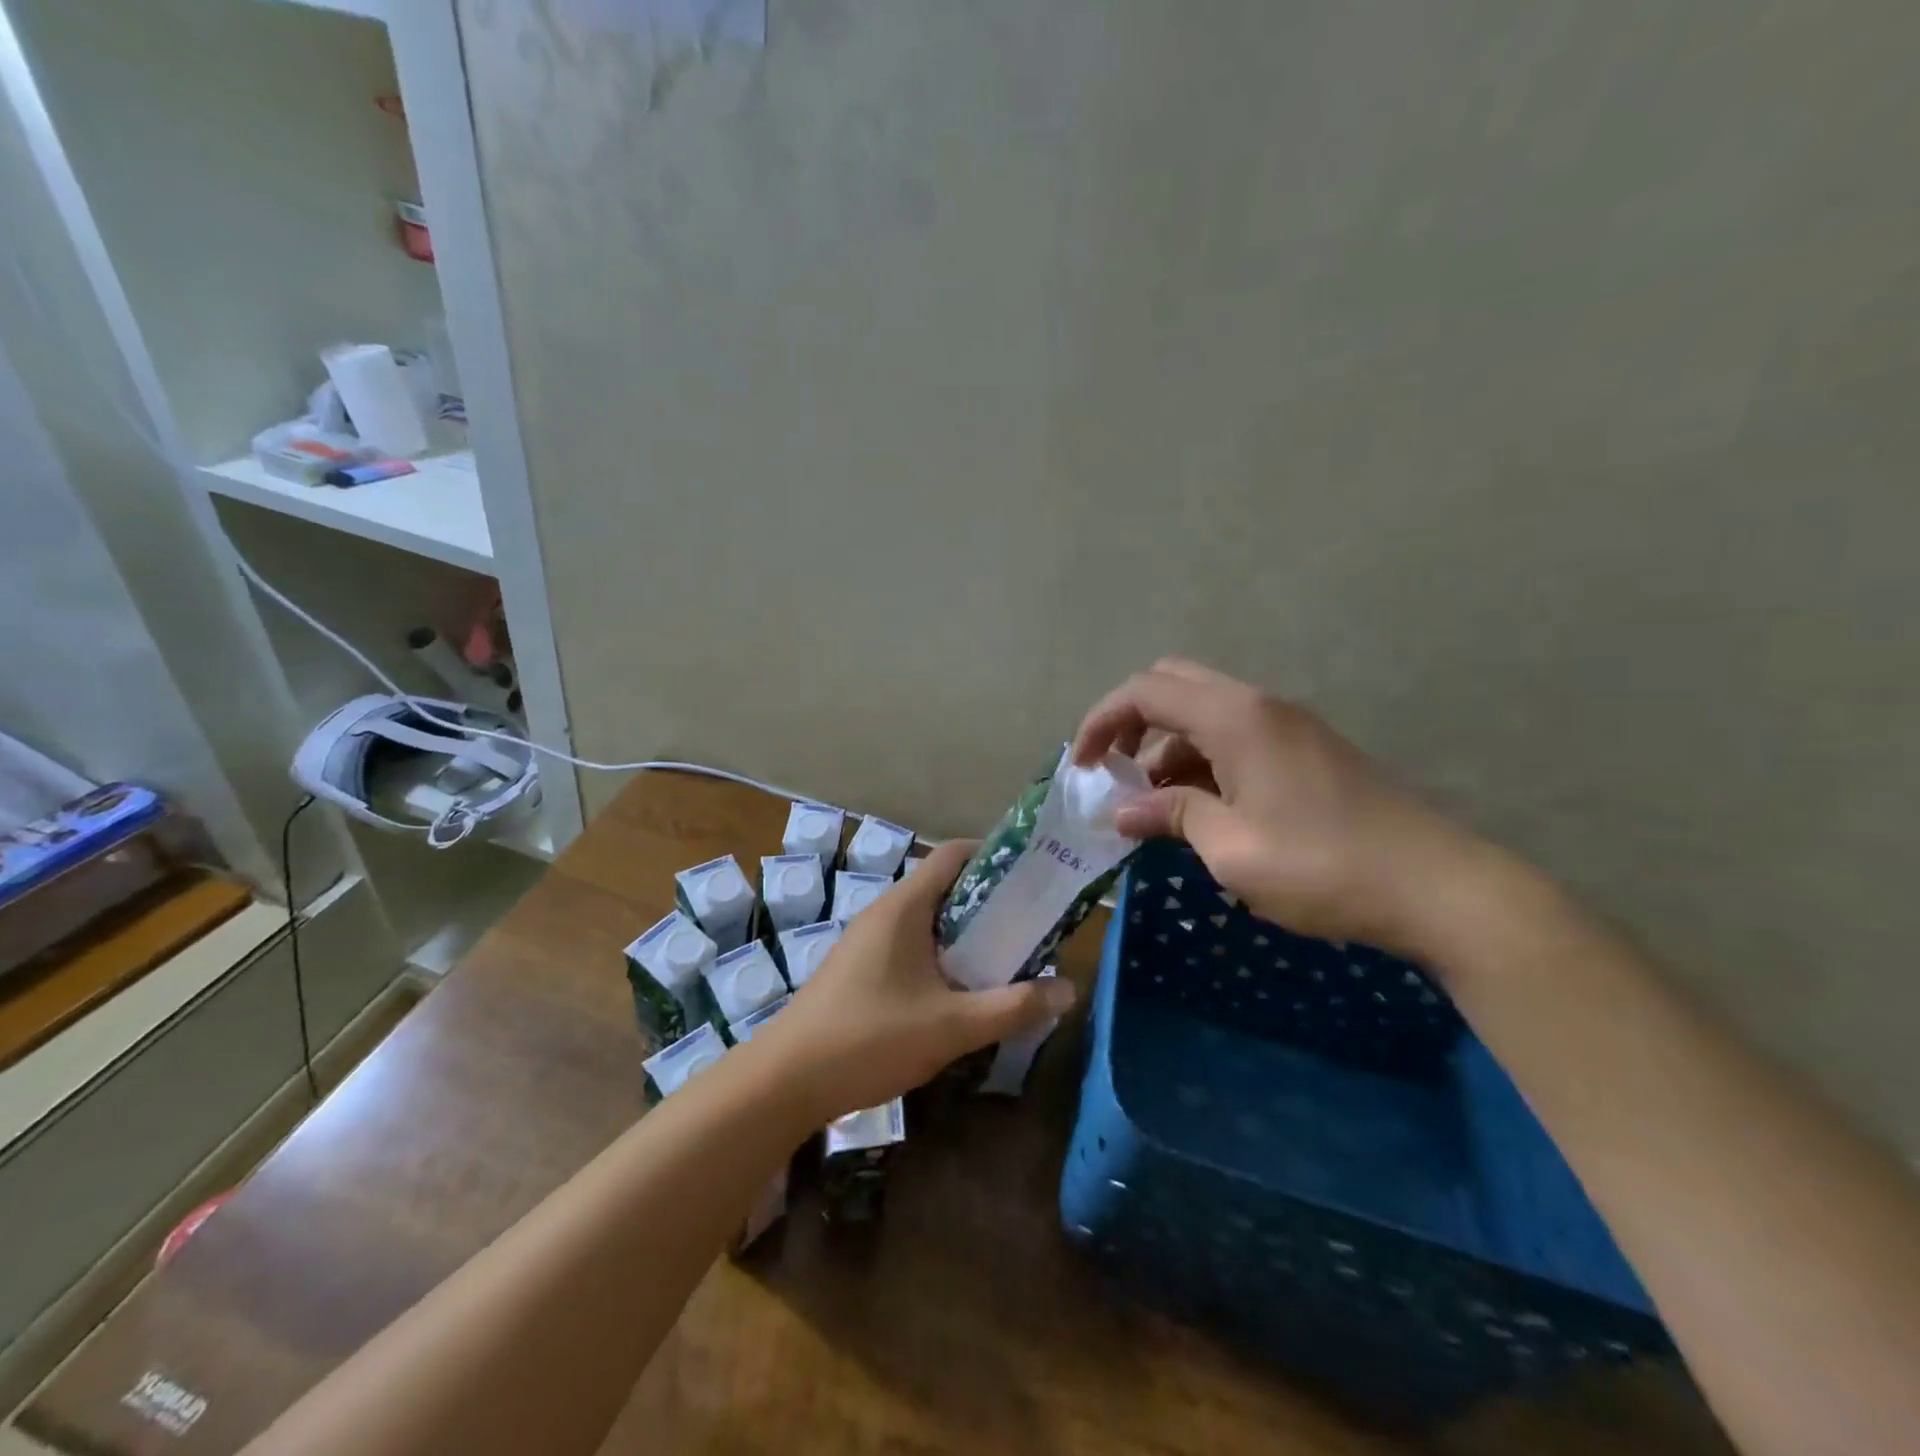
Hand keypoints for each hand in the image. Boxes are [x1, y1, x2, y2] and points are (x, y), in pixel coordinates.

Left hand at [754, 839, 1076, 1121]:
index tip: (1033, 877)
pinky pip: (910, 945)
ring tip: (1004, 959)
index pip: (954, 854)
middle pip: (944, 887)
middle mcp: (884, 912)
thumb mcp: (952, 1026)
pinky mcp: (858, 969)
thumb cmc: (870, 1039)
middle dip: (989, 902)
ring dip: (965, 933)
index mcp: (904, 906)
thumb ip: (1012, 1007)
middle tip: (1030, 925)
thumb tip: (1068, 990)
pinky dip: (940, 955)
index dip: (995, 856)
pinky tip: (958, 992)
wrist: (785, 1081)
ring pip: (927, 920)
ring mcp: (867, 941)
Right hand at [1073, 659, 1495, 956]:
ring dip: (1167, 745)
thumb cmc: (1323, 867)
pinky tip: (1199, 808)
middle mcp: (1260, 705)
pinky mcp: (1307, 750)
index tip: (1080, 766)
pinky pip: (1235, 735)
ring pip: (1204, 712)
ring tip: (1151, 804)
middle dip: (1131, 721)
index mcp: (1236, 718)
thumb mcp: (1231, 848)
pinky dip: (1201, 758)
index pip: (1146, 691)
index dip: (1101, 721)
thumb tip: (1122, 813)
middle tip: (1113, 771)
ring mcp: (1289, 725)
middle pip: (1174, 684)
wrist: (1439, 888)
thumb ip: (1171, 816)